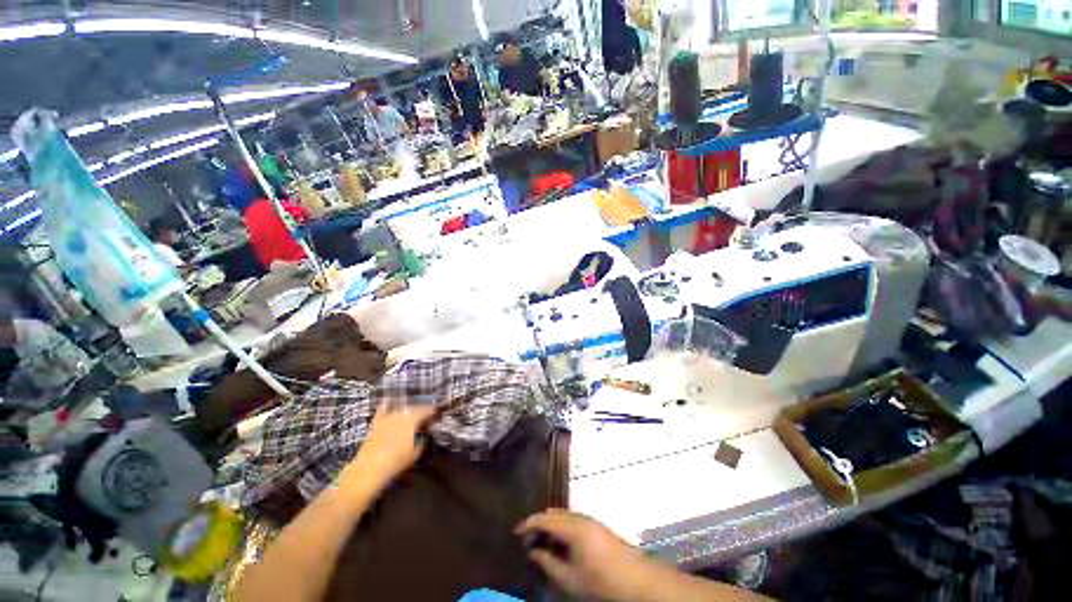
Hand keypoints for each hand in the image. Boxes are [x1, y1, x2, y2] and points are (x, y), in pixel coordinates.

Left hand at [345, 404, 436, 486]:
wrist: (370, 467)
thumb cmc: (396, 461)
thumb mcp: (415, 453)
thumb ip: (422, 442)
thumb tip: (424, 437)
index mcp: (413, 421)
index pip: (426, 411)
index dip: (432, 411)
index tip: (436, 412)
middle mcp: (401, 415)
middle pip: (414, 408)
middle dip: (422, 409)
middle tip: (426, 412)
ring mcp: (388, 418)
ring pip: (401, 408)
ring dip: (408, 408)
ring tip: (412, 409)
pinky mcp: (376, 422)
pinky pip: (382, 409)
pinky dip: (387, 404)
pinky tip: (389, 400)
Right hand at [516, 509, 655, 600]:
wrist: (634, 580)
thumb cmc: (599, 581)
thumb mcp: (569, 578)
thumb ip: (548, 562)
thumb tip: (533, 551)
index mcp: (572, 526)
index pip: (544, 518)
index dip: (528, 524)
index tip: (515, 532)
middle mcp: (580, 517)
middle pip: (553, 514)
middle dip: (539, 524)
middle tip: (527, 541)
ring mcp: (590, 520)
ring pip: (563, 516)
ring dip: (550, 526)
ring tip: (541, 543)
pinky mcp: (596, 526)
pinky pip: (573, 520)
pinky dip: (561, 528)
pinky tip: (559, 544)